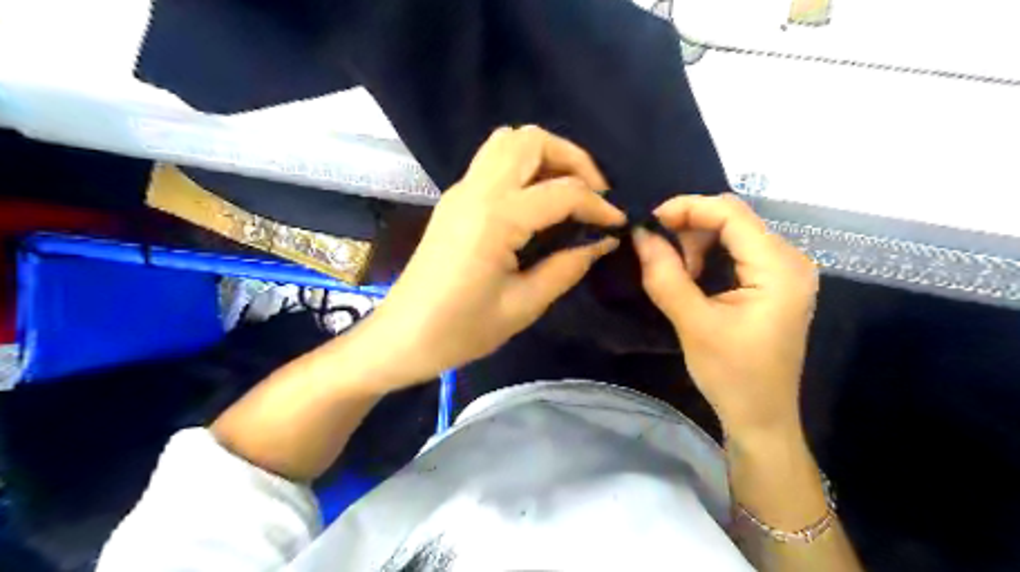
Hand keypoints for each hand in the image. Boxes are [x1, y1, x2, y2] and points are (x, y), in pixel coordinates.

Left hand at [363, 126, 625, 388]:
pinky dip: (524, 166)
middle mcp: (476, 190)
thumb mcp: (522, 305)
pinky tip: (538, 202)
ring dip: (546, 156)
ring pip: (508, 141)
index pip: (562, 192)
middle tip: (594, 195)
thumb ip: (566, 267)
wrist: (402, 336)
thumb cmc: (461, 330)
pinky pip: (493, 161)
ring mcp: (461, 190)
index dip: (598, 206)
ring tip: (568, 193)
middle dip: (573, 159)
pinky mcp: (454, 199)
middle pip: (531, 140)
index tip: (618, 224)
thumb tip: (602, 241)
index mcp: (495, 217)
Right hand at [636, 194, 818, 438]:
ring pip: (734, 231)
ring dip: (698, 241)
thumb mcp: (694, 324)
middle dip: (690, 226)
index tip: (648, 222)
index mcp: (779, 268)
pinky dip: (709, 253)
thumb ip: (665, 276)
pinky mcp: (775, 282)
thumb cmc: (732, 375)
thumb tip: (640, 234)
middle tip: (658, 252)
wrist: (761, 416)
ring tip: (677, 271)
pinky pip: (738, 250)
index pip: (730, 213)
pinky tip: (693, 275)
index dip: (686, 208)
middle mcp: (790, 259)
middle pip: (734, 217)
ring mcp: (785, 270)